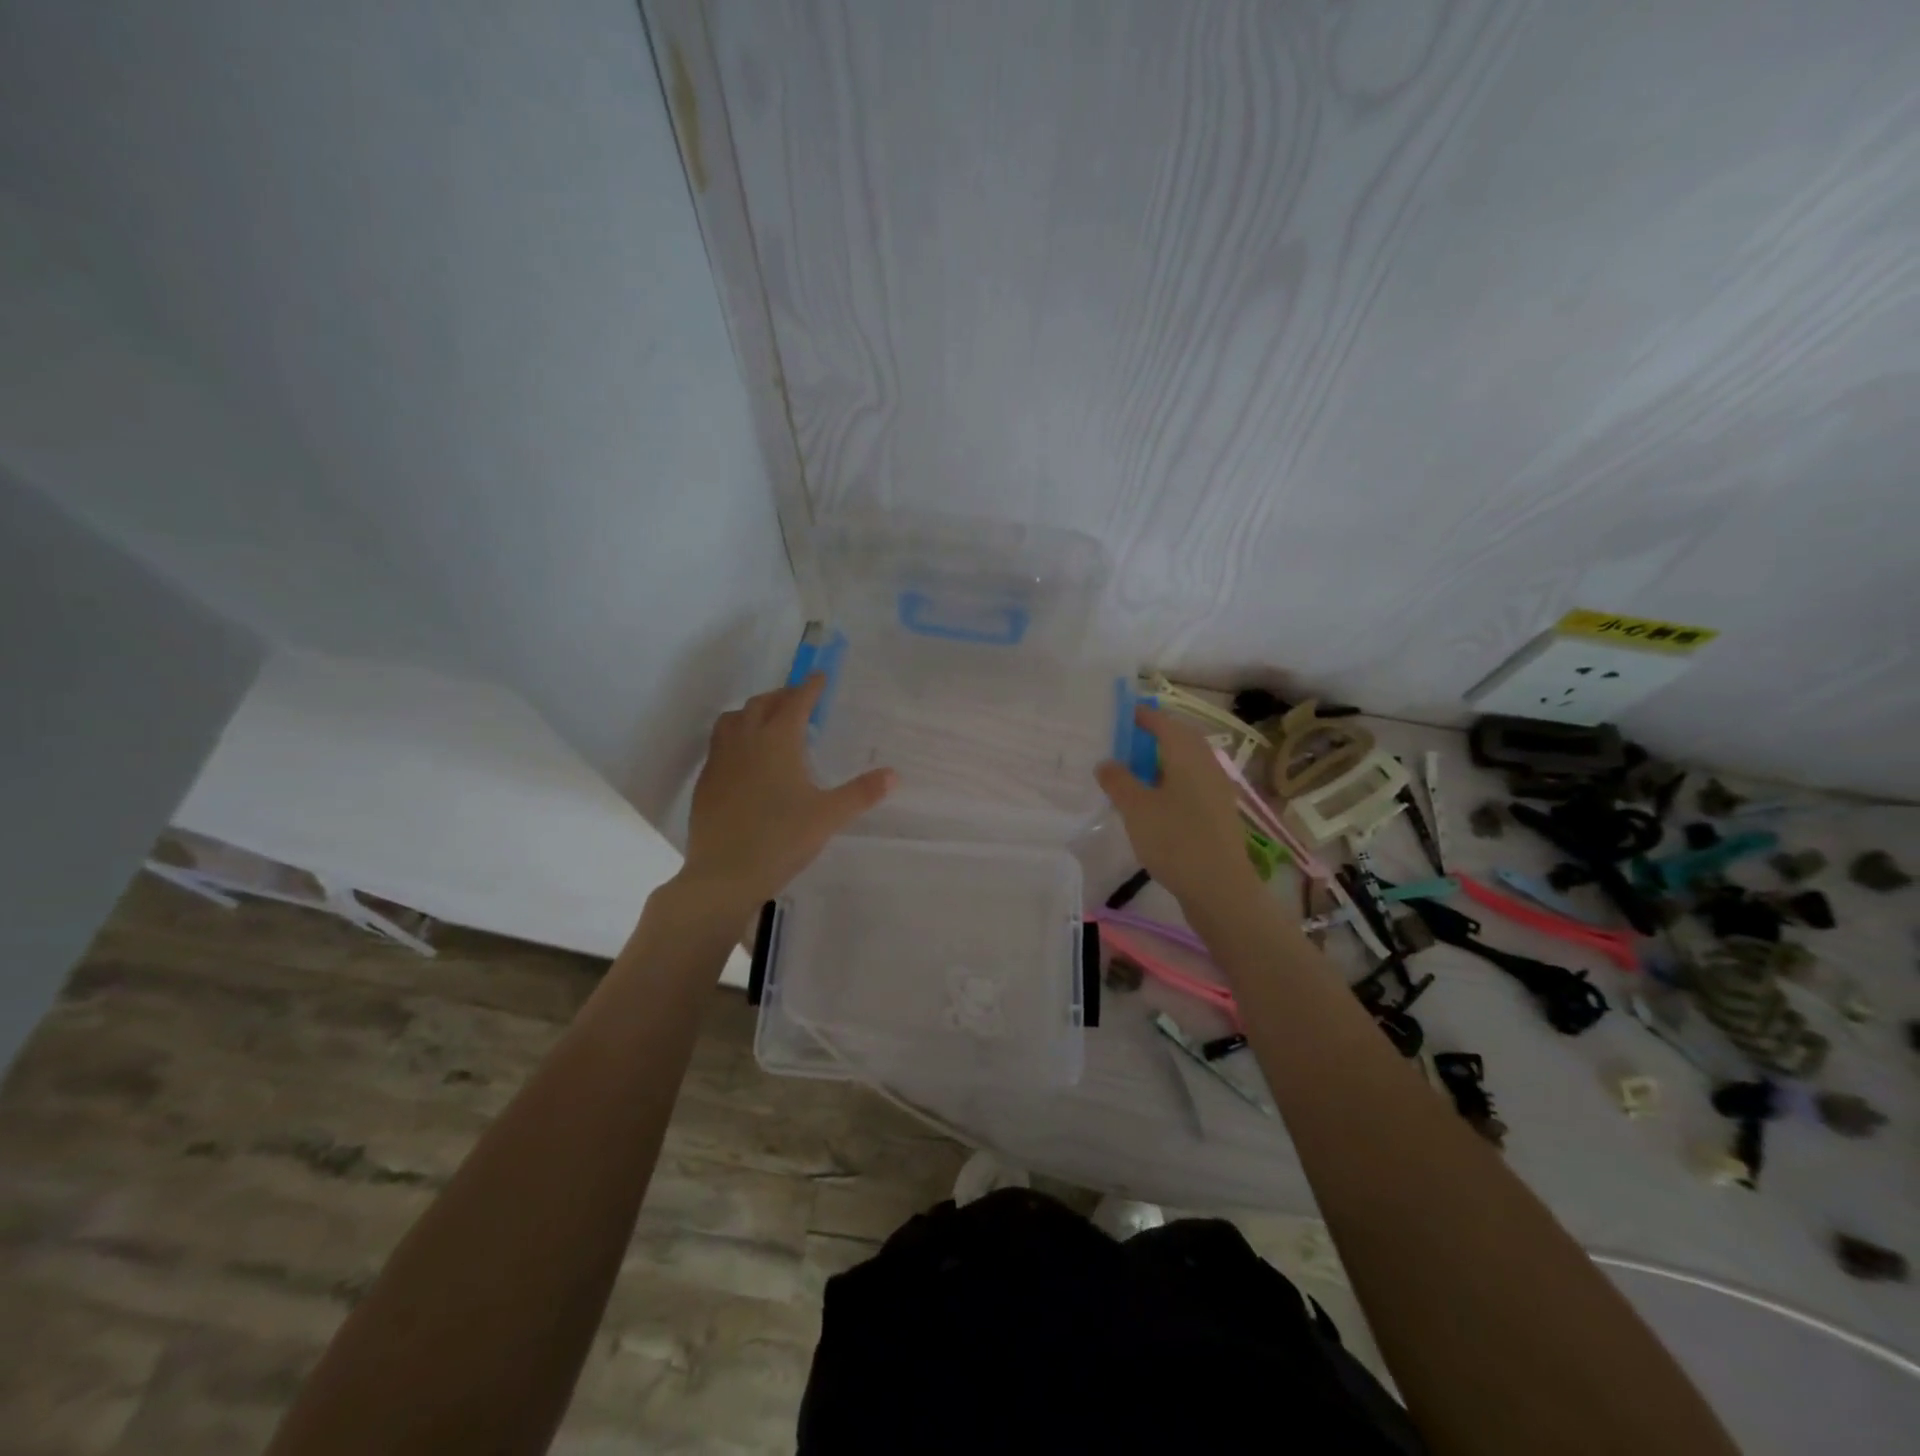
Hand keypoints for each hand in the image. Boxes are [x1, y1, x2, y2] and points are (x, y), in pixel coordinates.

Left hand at [679, 674, 894, 912]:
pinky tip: (745, 759)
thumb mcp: (829, 816)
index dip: (810, 687)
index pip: (796, 702)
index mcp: (778, 741)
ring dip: (753, 712)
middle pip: (762, 704)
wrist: (724, 874)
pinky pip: (719, 744)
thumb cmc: (781, 839)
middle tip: (799, 700)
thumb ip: (862, 792)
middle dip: (782, 696)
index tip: (820, 676)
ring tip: (768, 722)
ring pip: (733, 720)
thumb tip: (894, 774)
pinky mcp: (705, 782)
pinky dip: (735, 737)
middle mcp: (746, 741)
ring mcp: (720, 761)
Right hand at [1094, 706, 1261, 910]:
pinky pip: (1191, 784)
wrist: (1220, 888)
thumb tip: (1106, 762)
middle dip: (1154, 735)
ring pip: (1187, 763)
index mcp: (1187, 755)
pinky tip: (1154, 800)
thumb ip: (1118, 781)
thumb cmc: (1175, 841)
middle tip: (1125, 741)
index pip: (1164, 722)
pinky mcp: (1217, 813)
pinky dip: (1171, 781)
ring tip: (1135, 770)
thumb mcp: (1136, 809)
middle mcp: (1206, 765)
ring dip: (1162, 760)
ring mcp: (1216, 790)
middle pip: (1180, 739)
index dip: (1142, 716)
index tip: (1119, 715)